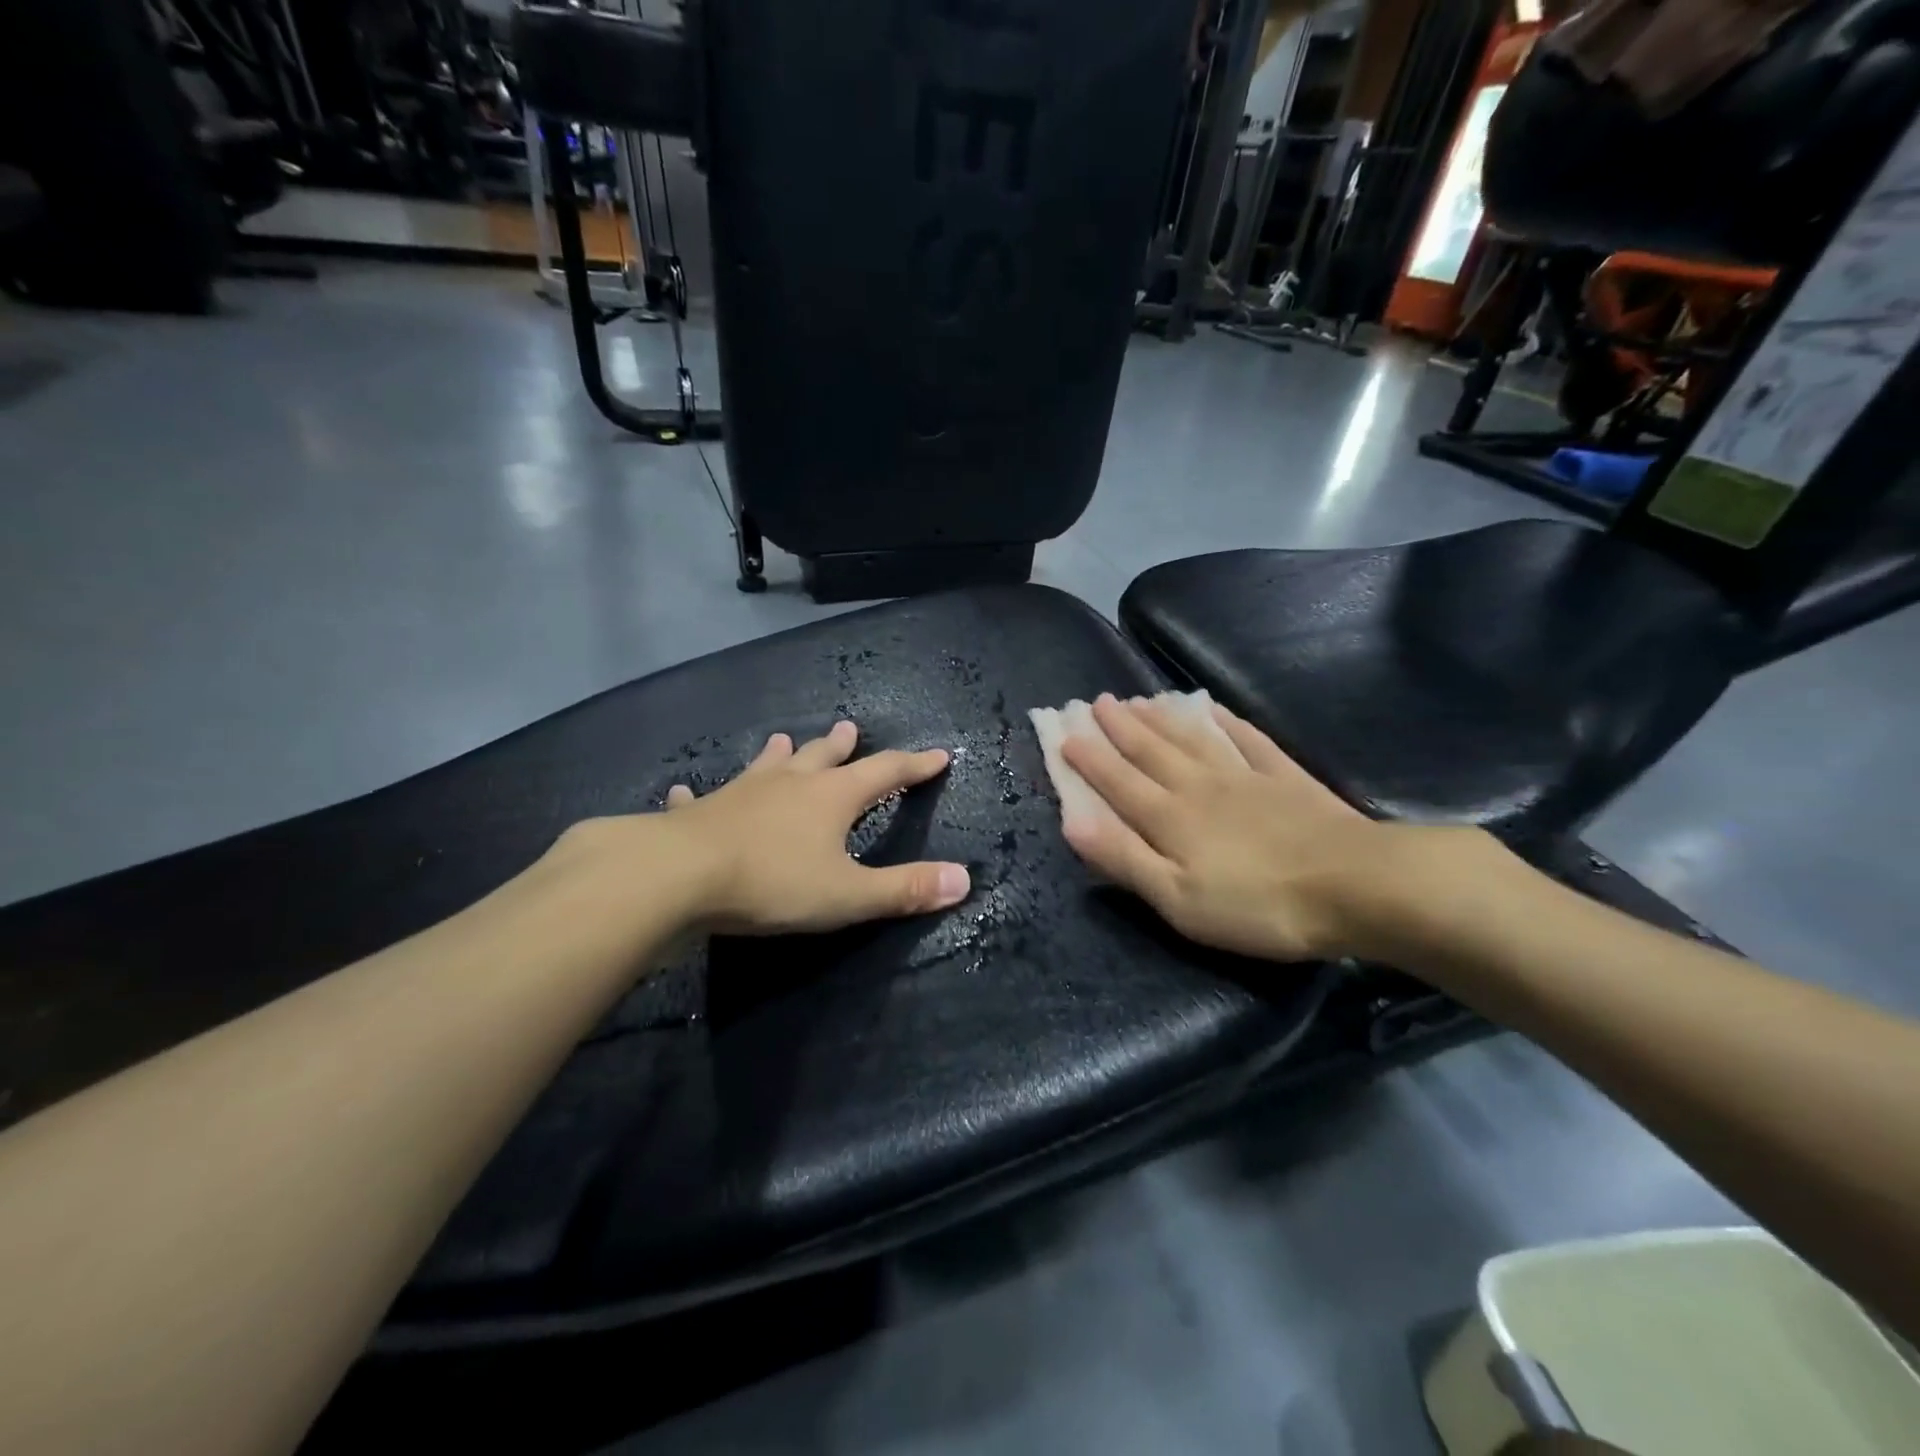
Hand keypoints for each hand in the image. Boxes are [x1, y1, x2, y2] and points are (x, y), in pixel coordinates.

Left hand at [648, 721, 970, 933]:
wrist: (680, 875)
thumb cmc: (773, 882)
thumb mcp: (848, 894)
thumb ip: (904, 889)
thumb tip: (964, 879)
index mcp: (831, 797)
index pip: (885, 772)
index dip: (915, 765)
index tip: (937, 755)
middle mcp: (790, 783)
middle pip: (823, 756)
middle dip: (842, 746)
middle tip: (850, 728)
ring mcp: (742, 792)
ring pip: (767, 765)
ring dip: (780, 754)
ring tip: (782, 740)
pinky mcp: (701, 810)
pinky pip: (704, 796)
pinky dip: (702, 793)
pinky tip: (687, 789)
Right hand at [1059, 694, 1397, 962]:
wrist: (1355, 885)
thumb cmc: (1257, 905)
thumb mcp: (1178, 899)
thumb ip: (1124, 858)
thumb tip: (1070, 821)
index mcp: (1169, 818)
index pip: (1119, 782)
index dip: (1090, 759)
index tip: (1066, 733)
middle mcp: (1199, 787)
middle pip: (1152, 751)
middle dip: (1120, 727)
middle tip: (1098, 701)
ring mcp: (1244, 777)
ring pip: (1192, 739)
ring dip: (1161, 719)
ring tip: (1140, 699)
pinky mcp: (1285, 778)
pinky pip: (1247, 740)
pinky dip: (1226, 721)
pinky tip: (1214, 708)